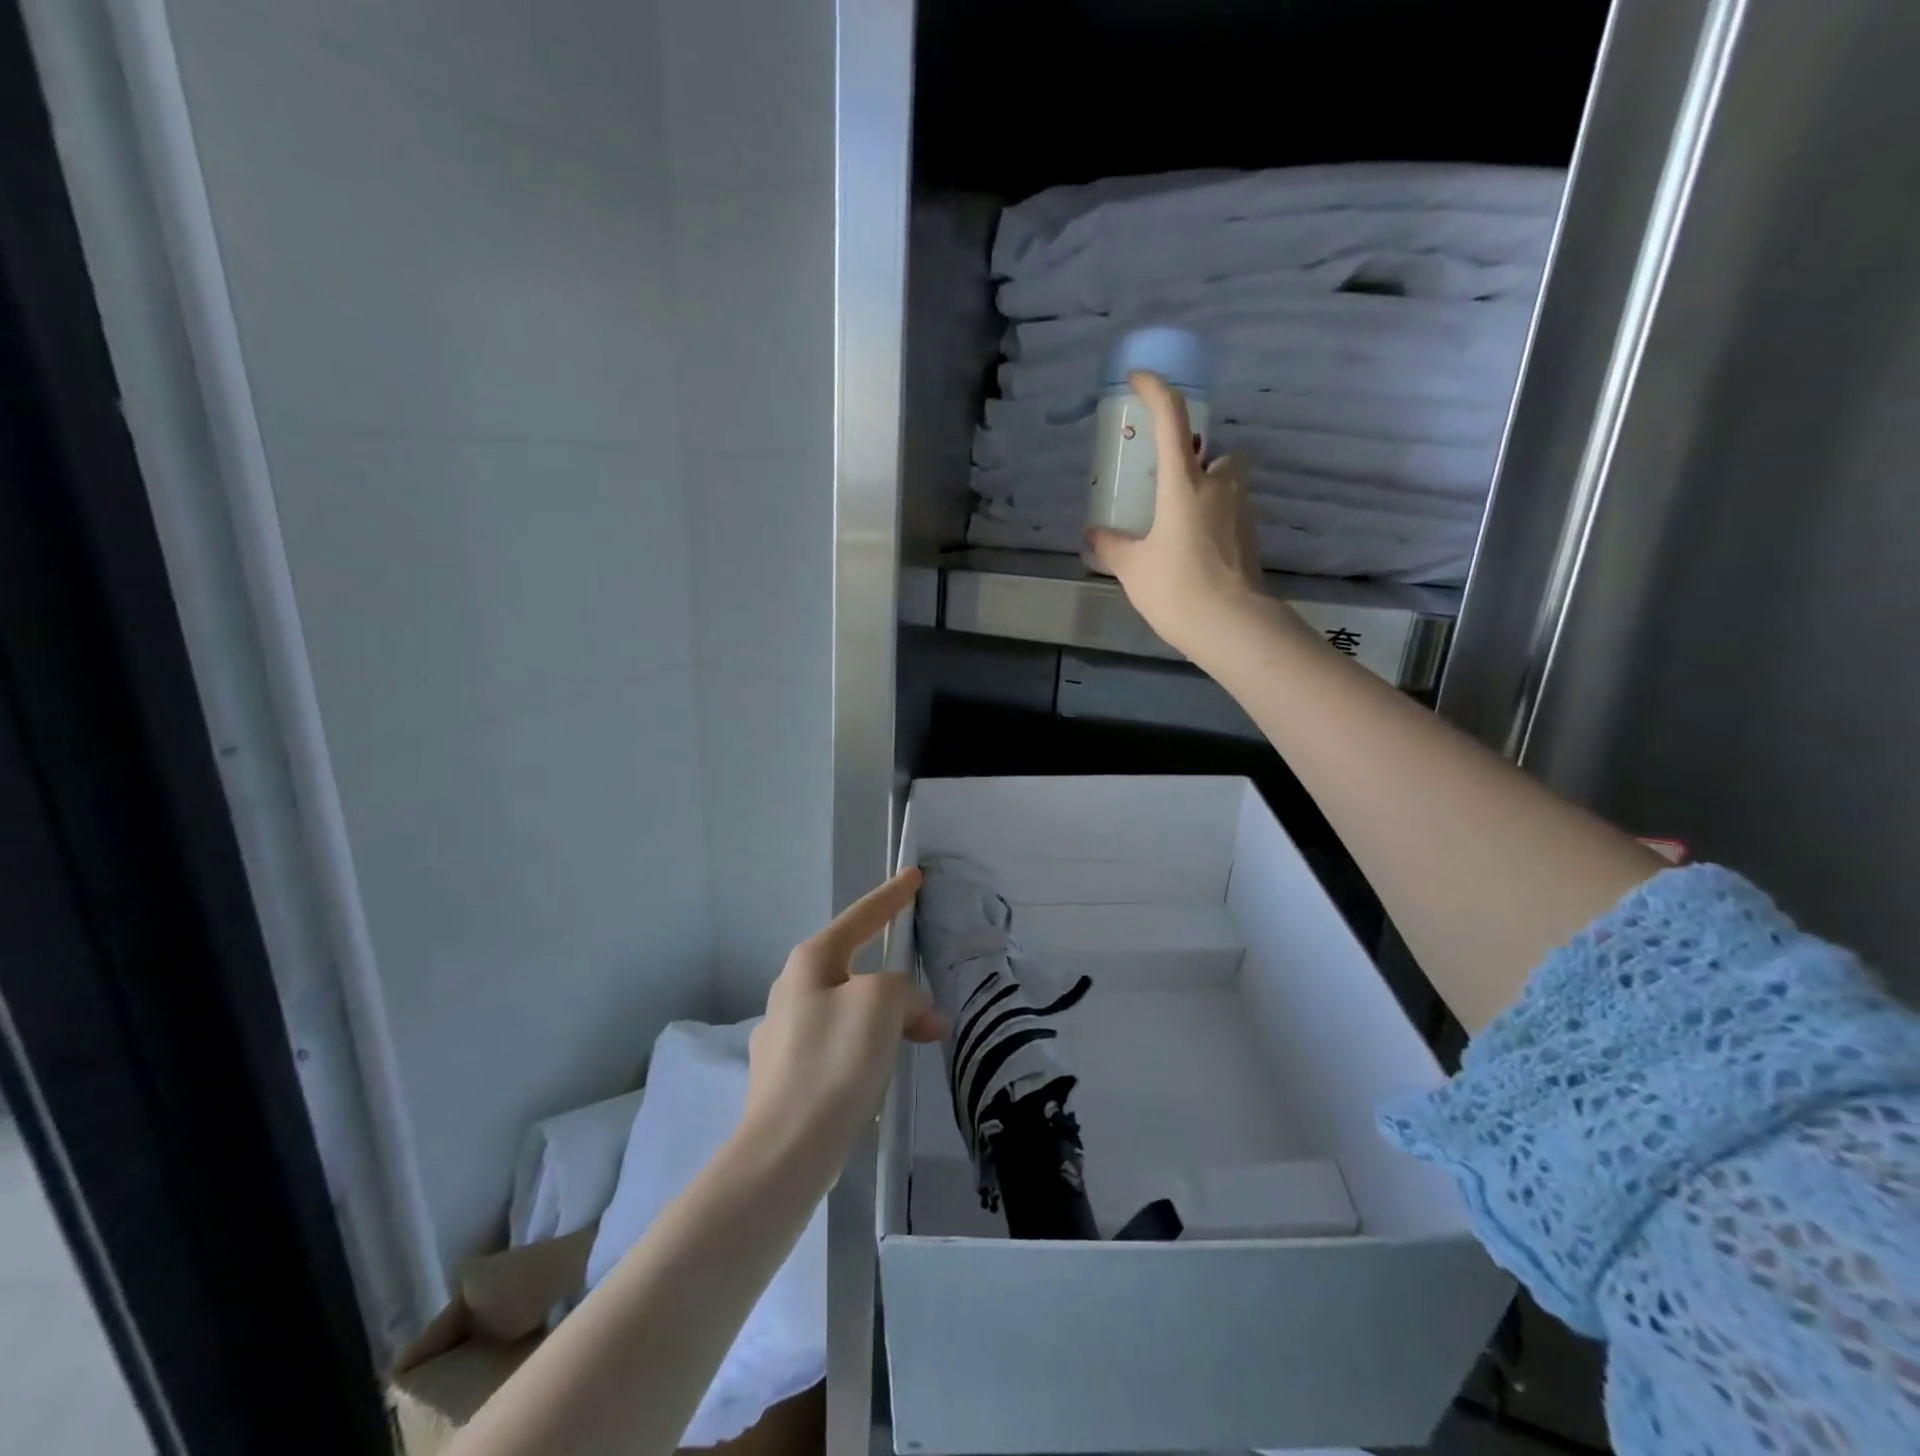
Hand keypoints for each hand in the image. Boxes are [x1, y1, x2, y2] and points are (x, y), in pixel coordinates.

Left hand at [742, 869, 944, 1165]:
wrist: (784, 1152)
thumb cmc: (834, 1061)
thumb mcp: (881, 1004)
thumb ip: (903, 991)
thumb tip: (915, 1013)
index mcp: (810, 962)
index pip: (860, 916)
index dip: (891, 896)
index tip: (914, 876)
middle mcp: (792, 990)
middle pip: (857, 967)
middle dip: (896, 978)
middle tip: (929, 994)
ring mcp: (786, 1034)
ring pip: (851, 1009)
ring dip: (888, 1018)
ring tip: (922, 1038)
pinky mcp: (788, 1075)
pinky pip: (840, 1044)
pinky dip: (869, 1048)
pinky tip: (884, 1072)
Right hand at [1090, 370, 1265, 662]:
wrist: (1232, 626)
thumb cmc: (1177, 589)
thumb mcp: (1132, 568)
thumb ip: (1112, 546)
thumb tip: (1094, 534)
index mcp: (1184, 483)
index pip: (1170, 419)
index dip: (1154, 390)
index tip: (1138, 379)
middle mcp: (1218, 485)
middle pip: (1214, 452)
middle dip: (1195, 459)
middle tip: (1168, 485)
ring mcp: (1241, 510)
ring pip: (1226, 481)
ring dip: (1206, 489)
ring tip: (1178, 523)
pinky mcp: (1251, 535)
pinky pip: (1231, 511)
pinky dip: (1214, 518)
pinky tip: (1194, 549)